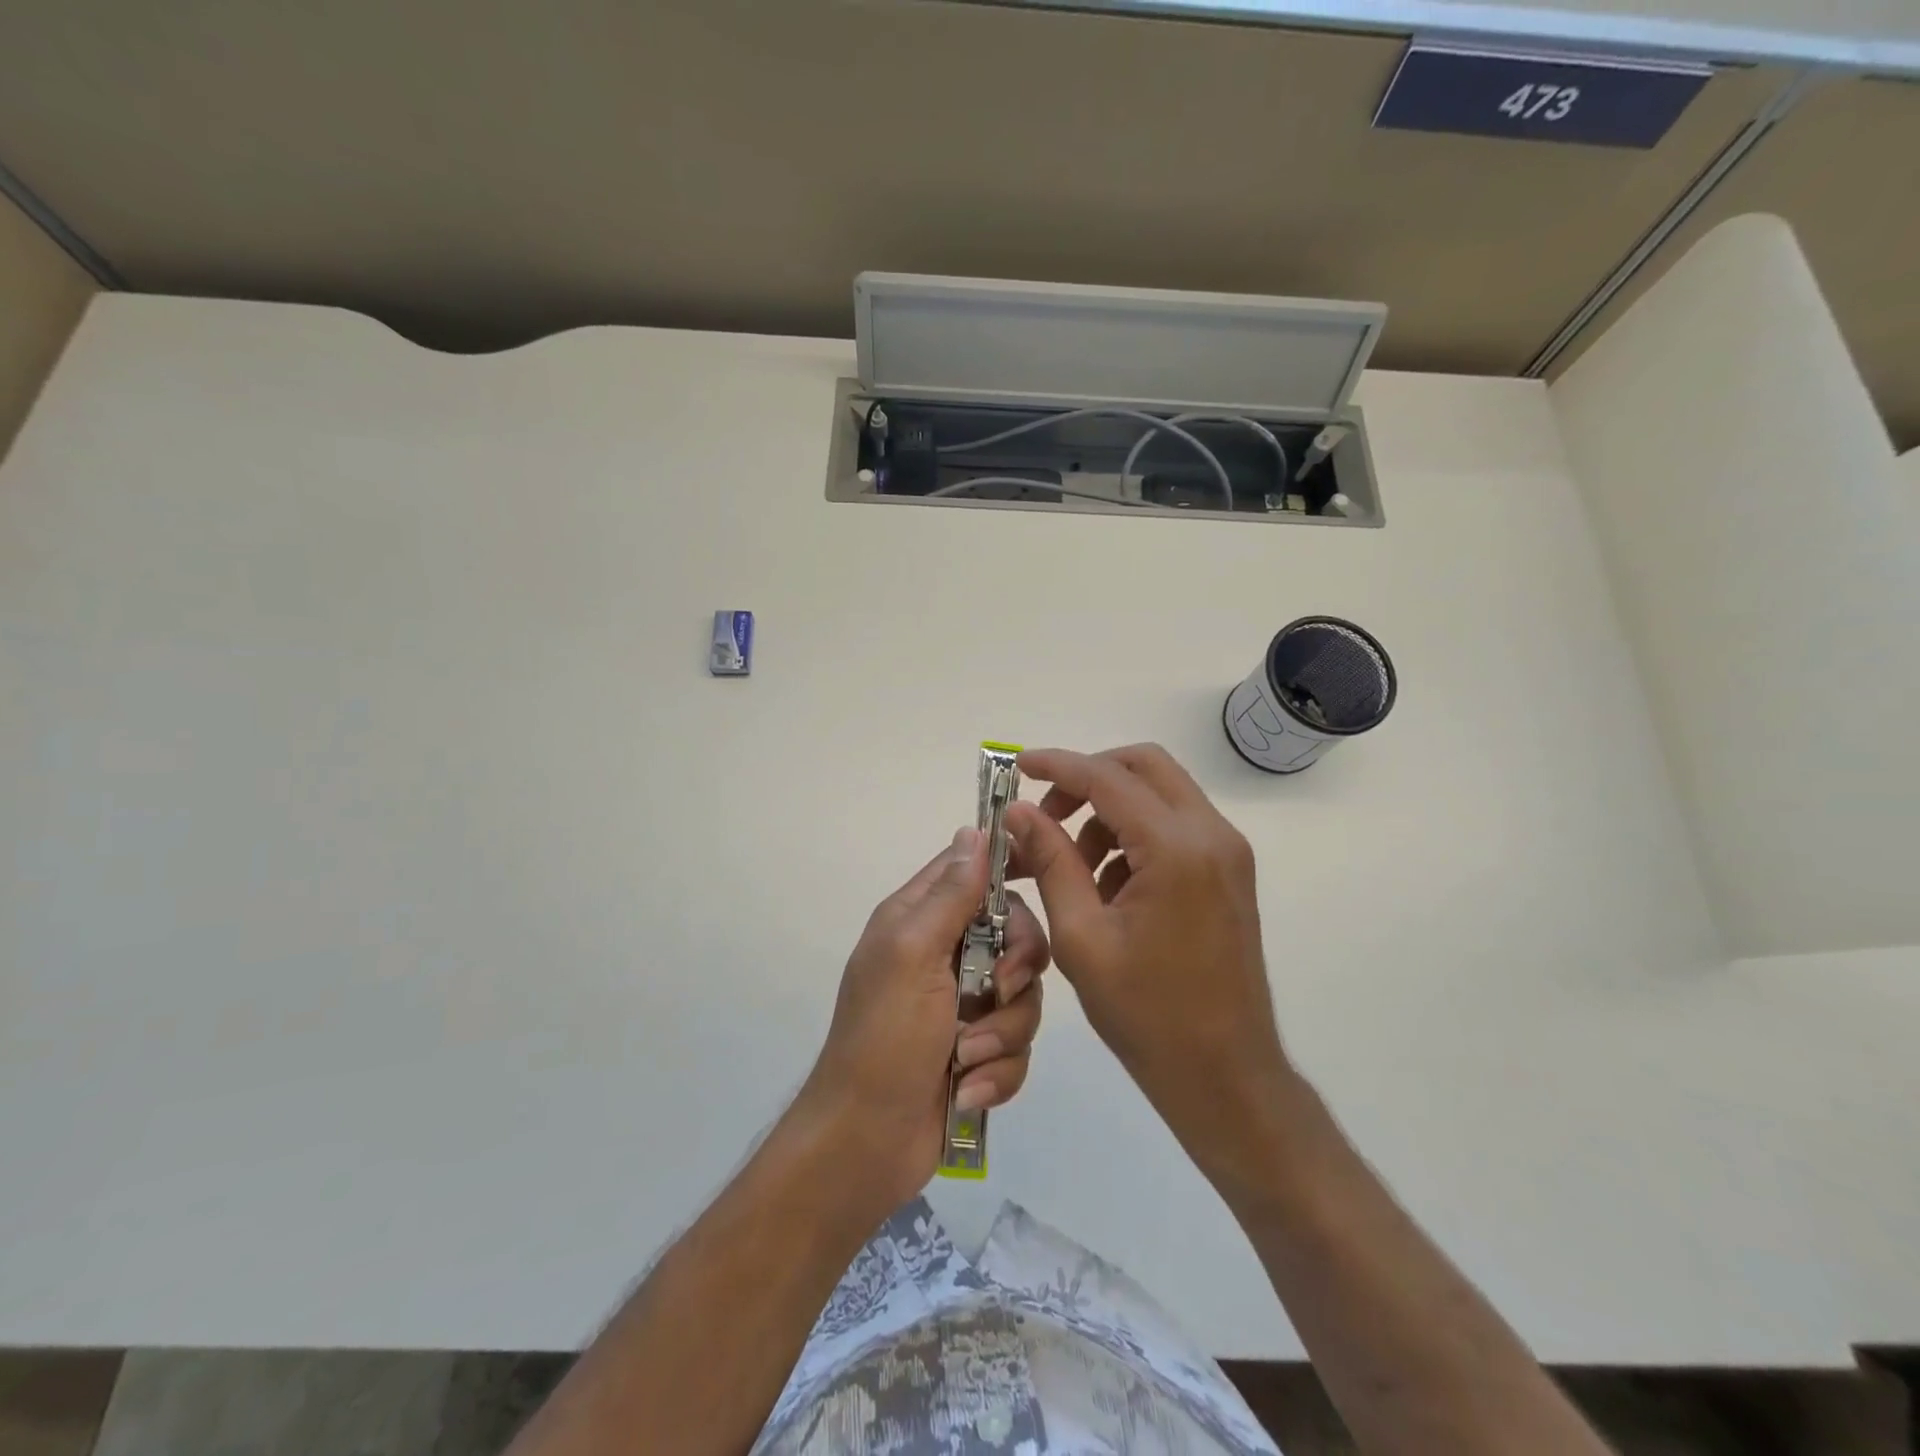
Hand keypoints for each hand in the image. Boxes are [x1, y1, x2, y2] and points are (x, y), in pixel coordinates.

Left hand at [799, 827, 1047, 1206]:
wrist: (867, 1143)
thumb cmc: (884, 1039)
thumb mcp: (912, 954)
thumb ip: (949, 895)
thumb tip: (975, 831)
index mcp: (920, 919)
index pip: (973, 870)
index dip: (1011, 868)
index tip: (1048, 876)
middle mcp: (945, 954)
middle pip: (1016, 933)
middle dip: (1017, 968)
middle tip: (999, 991)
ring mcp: (965, 1004)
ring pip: (1024, 996)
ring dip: (1002, 1032)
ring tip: (966, 1059)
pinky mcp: (980, 1051)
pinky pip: (1017, 1046)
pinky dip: (998, 1071)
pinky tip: (967, 1090)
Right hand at [1006, 744, 1286, 1178]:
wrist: (1225, 1075)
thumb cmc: (1147, 1014)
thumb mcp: (1082, 937)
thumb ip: (1050, 862)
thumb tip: (1019, 812)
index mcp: (1176, 849)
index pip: (1107, 778)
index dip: (1057, 765)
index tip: (1017, 767)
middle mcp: (1211, 835)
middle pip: (1143, 766)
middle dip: (1088, 778)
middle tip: (1047, 816)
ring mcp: (1227, 852)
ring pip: (1159, 793)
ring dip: (1109, 812)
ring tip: (1073, 868)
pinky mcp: (1228, 871)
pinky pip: (1174, 826)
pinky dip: (1134, 836)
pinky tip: (1108, 888)